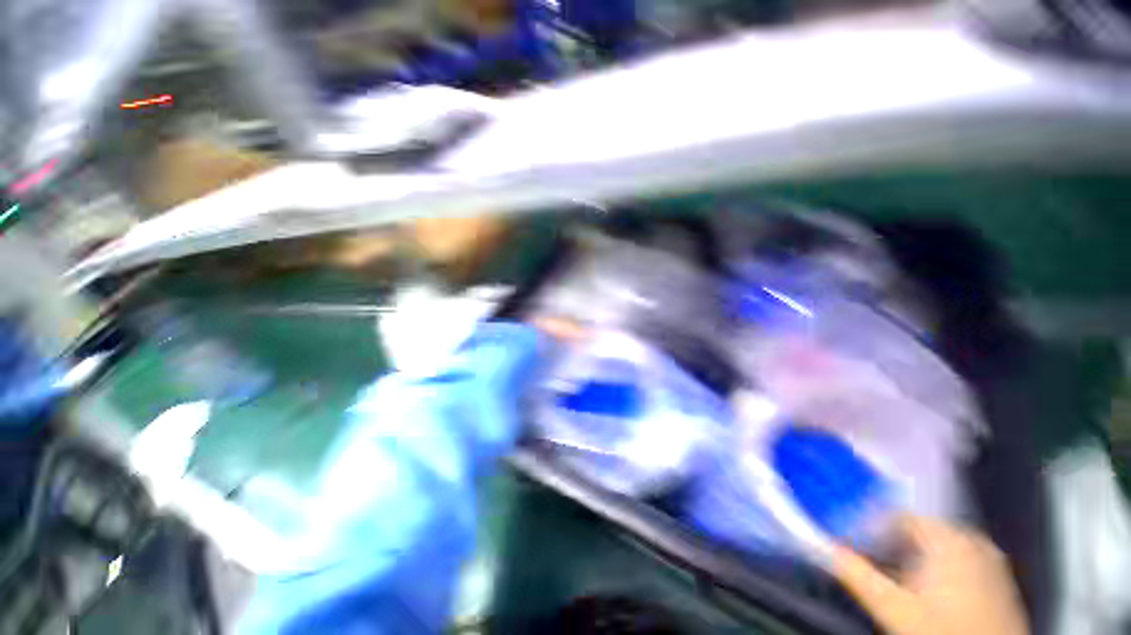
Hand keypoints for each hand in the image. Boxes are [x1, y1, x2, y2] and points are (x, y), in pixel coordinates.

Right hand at [832, 515, 1027, 634]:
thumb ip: (857, 574)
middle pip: (920, 529)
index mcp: (950, 540)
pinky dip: (937, 566)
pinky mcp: (998, 581)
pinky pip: (959, 560)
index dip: (871, 524)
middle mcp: (974, 542)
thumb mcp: (894, 608)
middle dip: (892, 541)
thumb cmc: (942, 633)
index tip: (850, 537)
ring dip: (913, 555)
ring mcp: (991, 562)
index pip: (900, 515)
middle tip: (869, 556)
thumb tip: (826, 547)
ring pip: (940, 546)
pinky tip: (926, 590)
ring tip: (893, 575)